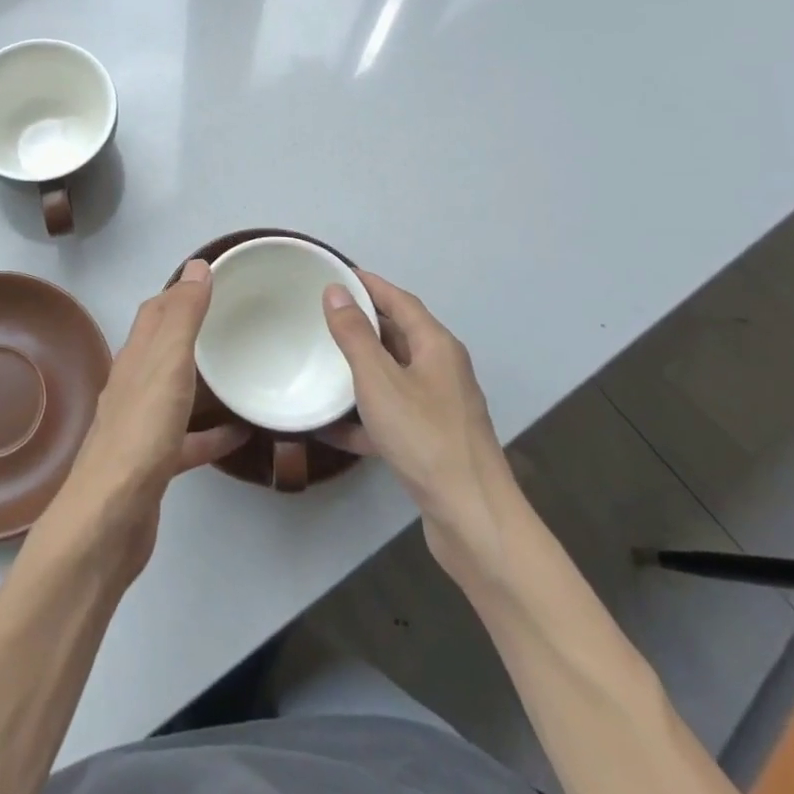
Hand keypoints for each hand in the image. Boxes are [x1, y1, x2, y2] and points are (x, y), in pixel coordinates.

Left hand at [42, 260, 247, 578]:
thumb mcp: (167, 365)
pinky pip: (188, 439)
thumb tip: (196, 266)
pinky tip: (240, 434)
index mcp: (135, 359)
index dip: (180, 291)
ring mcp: (141, 427)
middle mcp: (133, 387)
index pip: (155, 312)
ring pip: (174, 391)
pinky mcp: (154, 465)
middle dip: (192, 331)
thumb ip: (182, 317)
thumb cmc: (141, 435)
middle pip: (163, 349)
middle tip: (234, 321)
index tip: (214, 278)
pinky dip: (211, 432)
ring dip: (202, 379)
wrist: (110, 519)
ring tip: (239, 371)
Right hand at [320, 271, 522, 582]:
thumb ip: (354, 334)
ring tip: (321, 361)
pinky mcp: (431, 441)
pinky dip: (364, 415)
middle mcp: (442, 370)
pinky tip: (330, 426)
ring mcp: (439, 408)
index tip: (335, 274)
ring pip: (393, 376)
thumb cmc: (424, 437)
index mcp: (436, 346)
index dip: (369, 284)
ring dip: (360, 368)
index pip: (400, 300)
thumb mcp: (379, 380)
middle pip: (398, 335)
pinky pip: (391, 415)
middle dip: (362, 323)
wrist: (471, 518)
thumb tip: (335, 291)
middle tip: (321, 314)